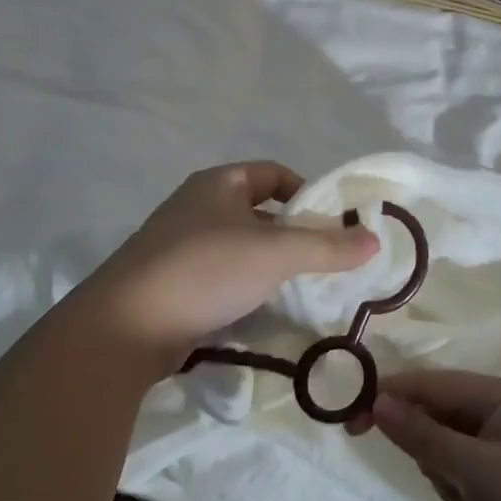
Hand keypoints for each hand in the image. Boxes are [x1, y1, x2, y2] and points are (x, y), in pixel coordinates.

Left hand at [75, 161, 378, 376]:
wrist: (125, 326)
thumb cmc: (205, 270)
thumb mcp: (275, 254)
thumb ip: (327, 247)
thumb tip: (374, 240)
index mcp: (218, 184)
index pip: (273, 174)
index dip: (306, 193)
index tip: (332, 224)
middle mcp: (197, 206)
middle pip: (258, 212)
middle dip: (292, 235)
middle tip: (325, 263)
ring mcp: (180, 246)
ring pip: (240, 248)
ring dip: (269, 266)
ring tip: (301, 291)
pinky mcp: (172, 284)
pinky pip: (221, 278)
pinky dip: (245, 289)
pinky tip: (262, 313)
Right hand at [352, 370, 500, 500]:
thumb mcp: (475, 469)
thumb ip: (423, 436)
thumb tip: (377, 401)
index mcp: (496, 395)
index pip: (426, 385)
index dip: (387, 399)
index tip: (350, 423)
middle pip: (437, 422)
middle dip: (435, 458)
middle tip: (453, 485)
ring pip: (450, 457)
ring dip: (454, 486)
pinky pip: (470, 482)